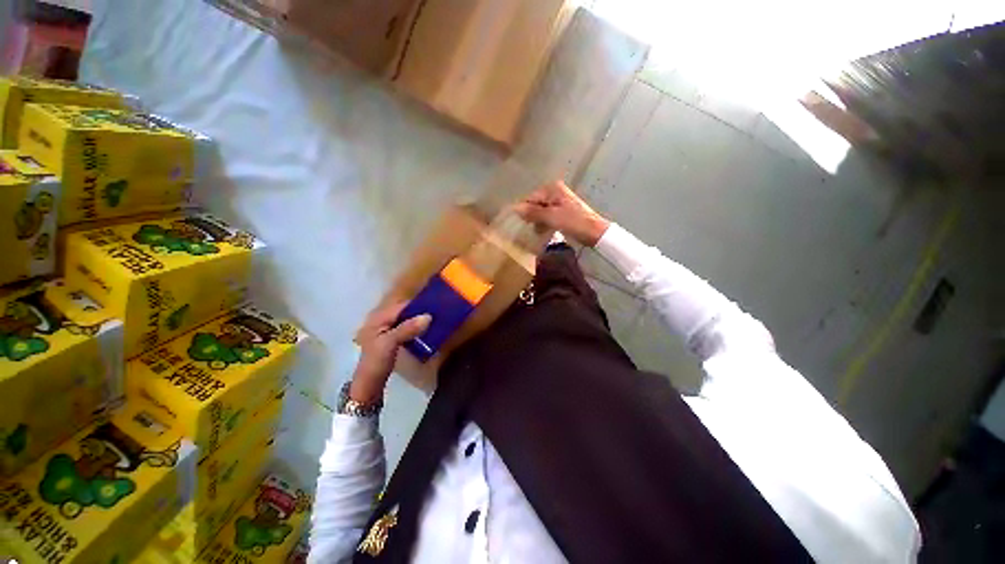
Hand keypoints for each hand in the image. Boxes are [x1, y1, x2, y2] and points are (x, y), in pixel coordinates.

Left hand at [351, 302, 431, 403]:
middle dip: (420, 312)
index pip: (402, 305)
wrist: (369, 386)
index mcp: (378, 318)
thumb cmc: (376, 362)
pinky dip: (417, 328)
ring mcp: (387, 330)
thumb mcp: (390, 343)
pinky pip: (407, 328)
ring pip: (407, 320)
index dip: (418, 304)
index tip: (436, 305)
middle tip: (439, 313)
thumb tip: (429, 316)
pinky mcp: (392, 339)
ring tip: (437, 321)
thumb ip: (408, 328)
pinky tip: (427, 331)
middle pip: (405, 311)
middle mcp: (382, 320)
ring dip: (420, 321)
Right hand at [514, 180, 610, 246]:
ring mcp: (560, 201)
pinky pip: (549, 215)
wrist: (595, 232)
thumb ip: (532, 212)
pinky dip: (546, 223)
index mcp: (553, 189)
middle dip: (532, 217)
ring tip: (539, 232)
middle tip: (532, 229)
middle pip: (536, 204)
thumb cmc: (573, 222)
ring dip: (538, 222)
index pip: (531, 198)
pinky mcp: (564, 211)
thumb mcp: (551, 217)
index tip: (524, 224)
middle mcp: (556, 191)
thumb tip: (514, 208)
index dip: (525, 211)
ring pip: (542, 211)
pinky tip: (545, 231)